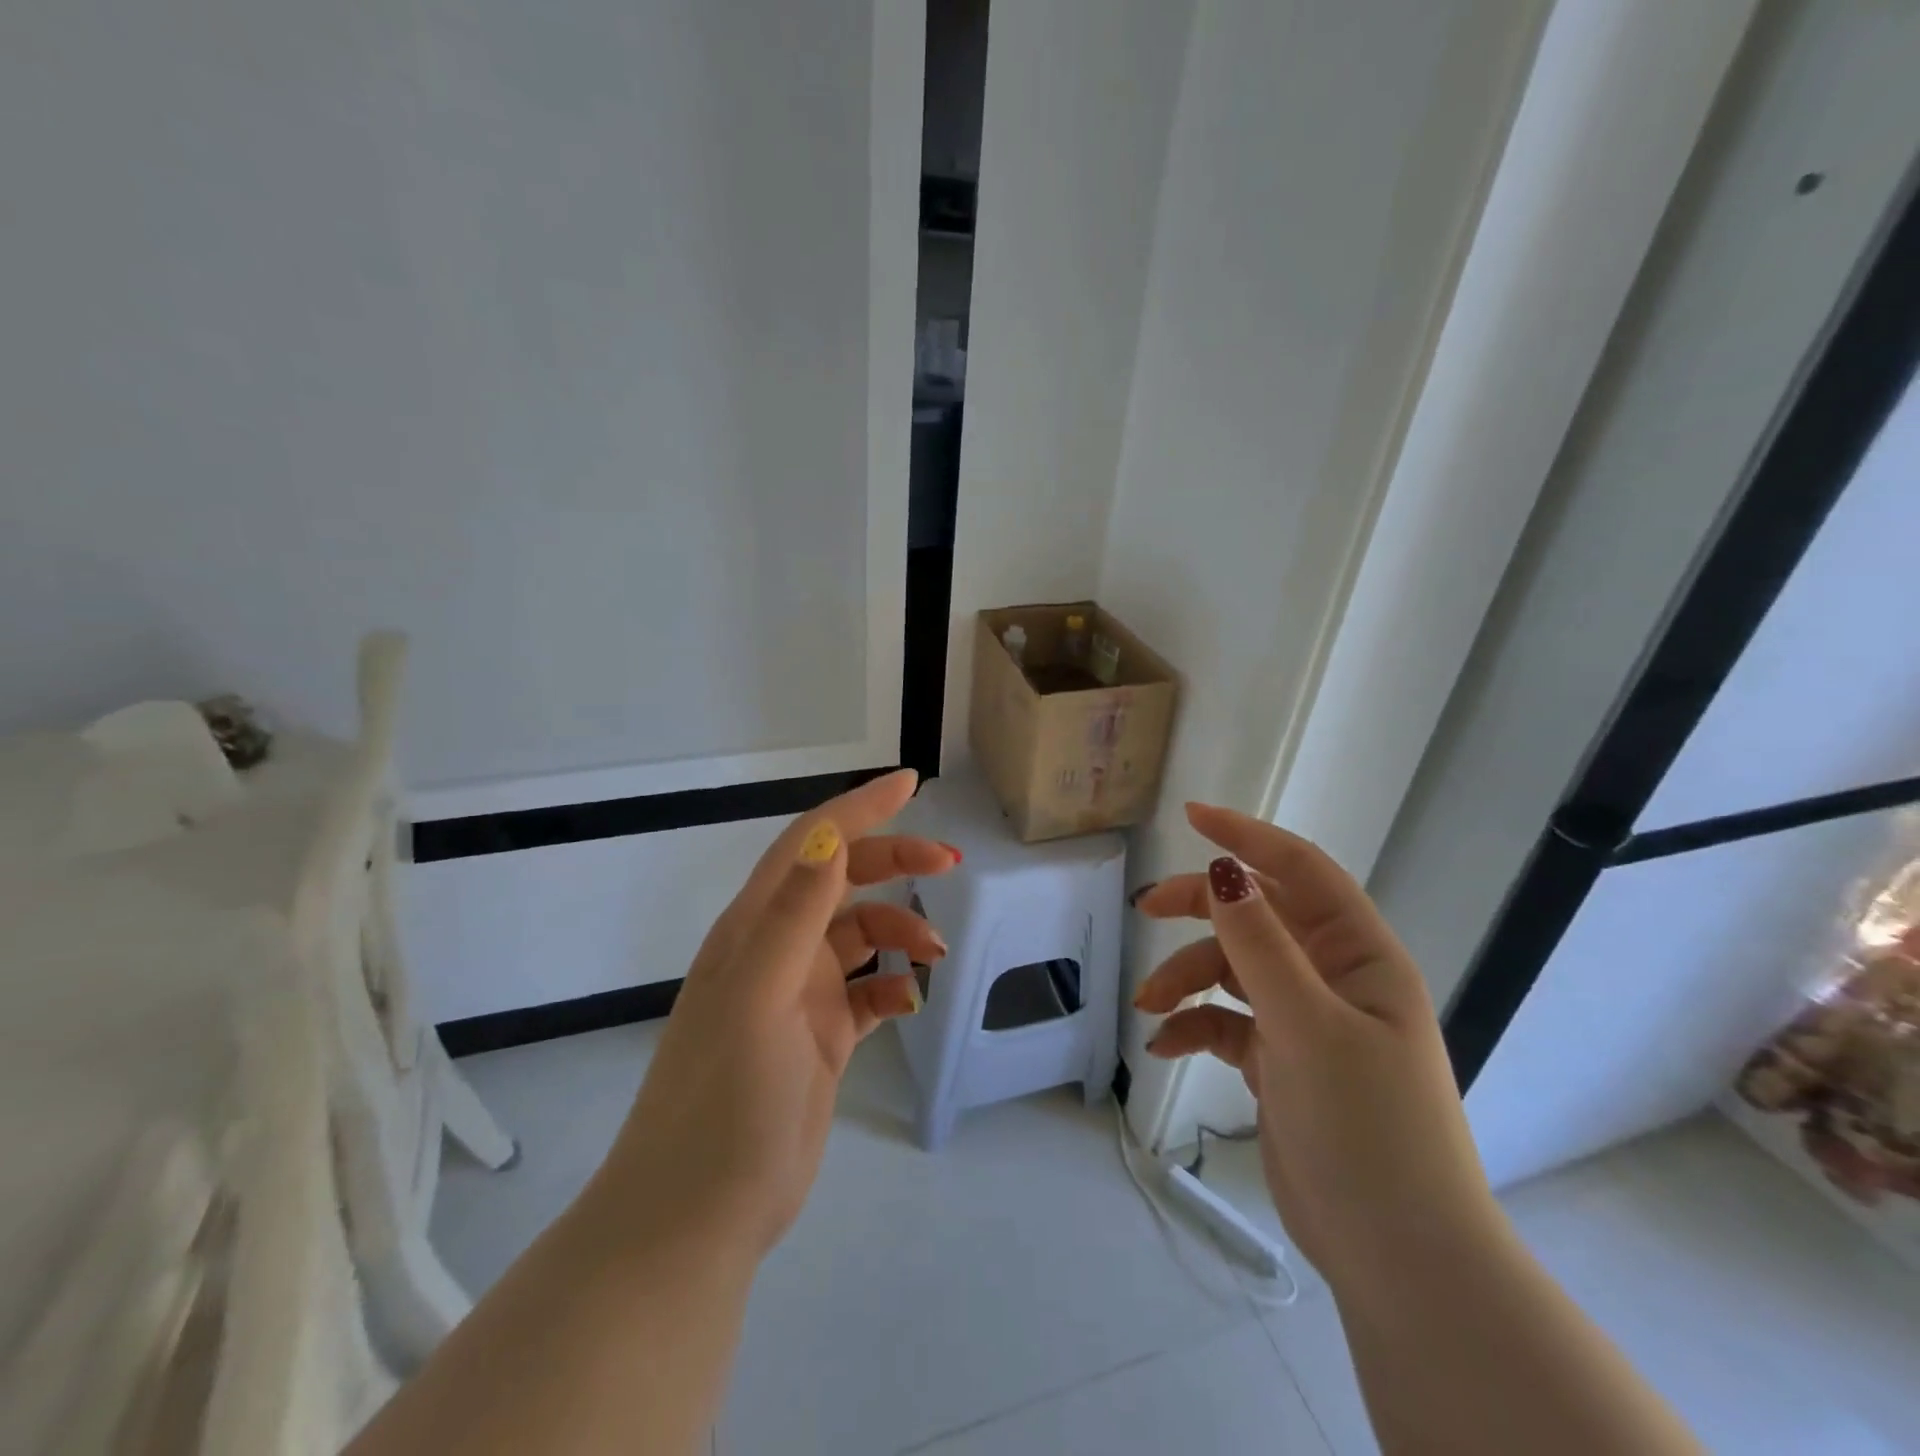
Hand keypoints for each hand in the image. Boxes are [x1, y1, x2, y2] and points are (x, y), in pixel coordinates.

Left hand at [600, 769, 955, 1256]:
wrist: (699, 1214)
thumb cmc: (725, 1096)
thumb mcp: (760, 995)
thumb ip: (796, 913)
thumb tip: (828, 834)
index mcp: (756, 927)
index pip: (812, 843)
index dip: (860, 808)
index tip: (912, 783)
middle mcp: (777, 949)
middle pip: (844, 881)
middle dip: (895, 863)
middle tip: (949, 865)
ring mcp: (799, 994)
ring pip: (861, 936)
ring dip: (901, 931)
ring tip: (935, 954)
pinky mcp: (820, 1036)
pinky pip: (868, 992)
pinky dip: (893, 985)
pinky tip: (911, 1000)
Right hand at [1133, 803, 1498, 1293]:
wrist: (1400, 1259)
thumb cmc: (1368, 1129)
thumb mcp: (1308, 1026)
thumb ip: (1260, 945)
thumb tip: (1221, 870)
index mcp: (1361, 957)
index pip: (1301, 871)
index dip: (1248, 837)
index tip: (1192, 816)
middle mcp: (1335, 979)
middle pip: (1258, 916)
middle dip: (1201, 909)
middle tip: (1146, 909)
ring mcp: (1307, 1022)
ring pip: (1234, 971)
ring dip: (1187, 978)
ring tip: (1150, 1006)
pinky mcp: (1282, 1063)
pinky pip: (1227, 1022)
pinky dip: (1194, 1026)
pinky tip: (1165, 1046)